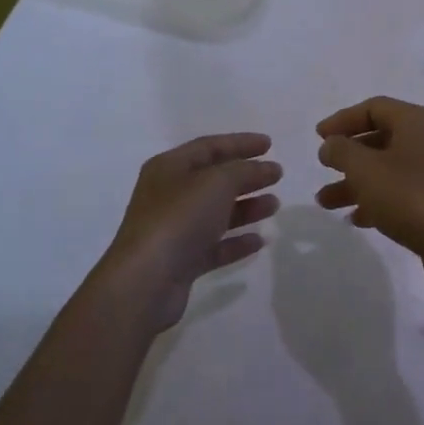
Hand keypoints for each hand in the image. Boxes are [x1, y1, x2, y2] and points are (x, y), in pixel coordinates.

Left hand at [97, 133, 281, 331]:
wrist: (145, 281)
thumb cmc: (179, 219)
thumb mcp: (217, 183)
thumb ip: (245, 171)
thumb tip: (265, 168)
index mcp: (170, 167)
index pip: (209, 146)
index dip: (240, 143)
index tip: (270, 144)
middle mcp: (169, 195)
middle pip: (214, 179)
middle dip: (247, 176)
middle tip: (277, 175)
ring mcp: (174, 229)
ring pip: (217, 213)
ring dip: (246, 207)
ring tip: (275, 205)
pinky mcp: (181, 260)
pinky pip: (214, 245)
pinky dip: (236, 241)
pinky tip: (260, 241)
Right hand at [315, 97, 423, 294]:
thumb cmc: (412, 197)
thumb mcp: (366, 170)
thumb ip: (342, 151)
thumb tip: (331, 144)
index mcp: (416, 122)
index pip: (373, 107)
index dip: (343, 119)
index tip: (318, 137)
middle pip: (381, 137)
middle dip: (348, 155)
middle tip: (323, 168)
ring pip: (389, 168)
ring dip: (357, 182)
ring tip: (326, 202)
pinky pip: (403, 191)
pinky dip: (378, 199)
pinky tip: (357, 219)